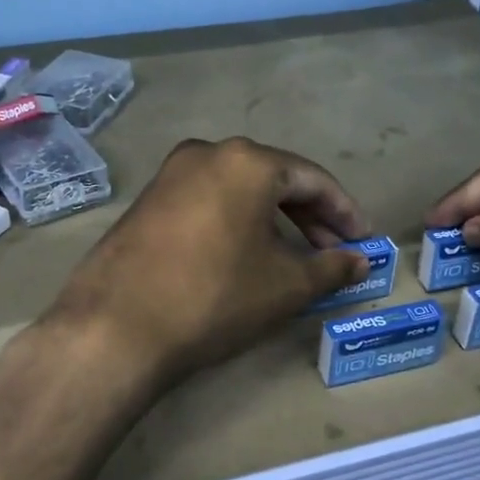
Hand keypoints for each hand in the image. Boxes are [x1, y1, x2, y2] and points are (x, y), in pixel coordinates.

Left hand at [50, 137, 371, 390]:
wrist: (116, 327)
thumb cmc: (215, 297)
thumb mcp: (285, 286)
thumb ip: (331, 267)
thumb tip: (360, 261)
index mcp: (248, 161)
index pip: (313, 180)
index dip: (344, 212)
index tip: (363, 241)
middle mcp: (208, 152)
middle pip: (275, 179)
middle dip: (309, 216)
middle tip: (332, 252)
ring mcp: (171, 174)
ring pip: (239, 190)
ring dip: (273, 220)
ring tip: (293, 258)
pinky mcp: (147, 200)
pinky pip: (208, 201)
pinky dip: (236, 222)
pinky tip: (245, 254)